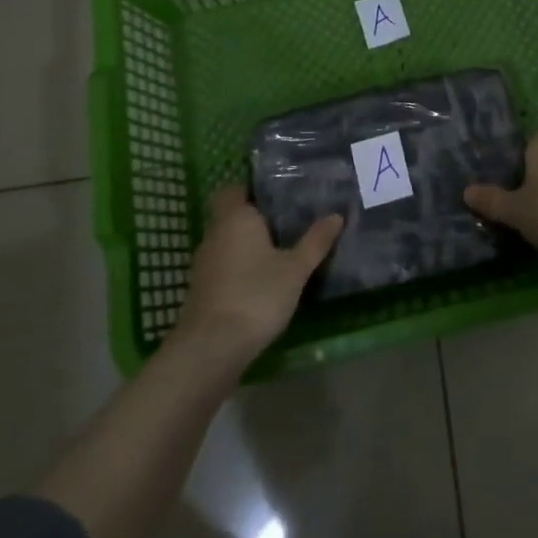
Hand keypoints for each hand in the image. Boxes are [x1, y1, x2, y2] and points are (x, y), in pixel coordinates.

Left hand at [174, 187, 341, 362]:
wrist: (212, 347)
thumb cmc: (256, 294)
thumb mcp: (295, 268)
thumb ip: (315, 241)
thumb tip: (336, 216)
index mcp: (235, 217)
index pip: (234, 189)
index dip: (252, 190)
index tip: (278, 196)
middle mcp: (214, 234)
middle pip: (232, 216)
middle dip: (256, 219)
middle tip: (288, 223)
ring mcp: (204, 264)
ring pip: (227, 242)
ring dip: (247, 246)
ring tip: (279, 252)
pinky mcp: (201, 290)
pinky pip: (223, 266)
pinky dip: (239, 268)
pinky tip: (260, 281)